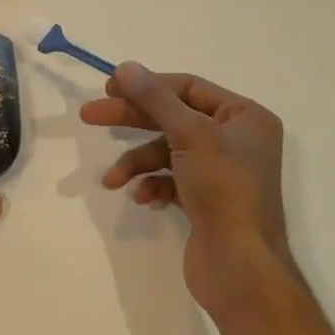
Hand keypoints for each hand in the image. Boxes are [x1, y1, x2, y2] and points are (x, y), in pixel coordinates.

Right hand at [81, 64, 290, 310]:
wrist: (240, 266)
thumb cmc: (223, 189)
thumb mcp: (189, 134)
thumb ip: (155, 98)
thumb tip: (125, 67)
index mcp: (245, 117)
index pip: (188, 88)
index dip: (148, 85)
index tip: (109, 88)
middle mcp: (237, 140)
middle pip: (174, 117)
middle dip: (132, 119)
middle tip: (89, 116)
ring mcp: (221, 173)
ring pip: (168, 152)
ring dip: (137, 162)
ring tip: (112, 179)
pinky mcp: (207, 201)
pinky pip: (172, 180)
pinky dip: (153, 185)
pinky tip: (142, 198)